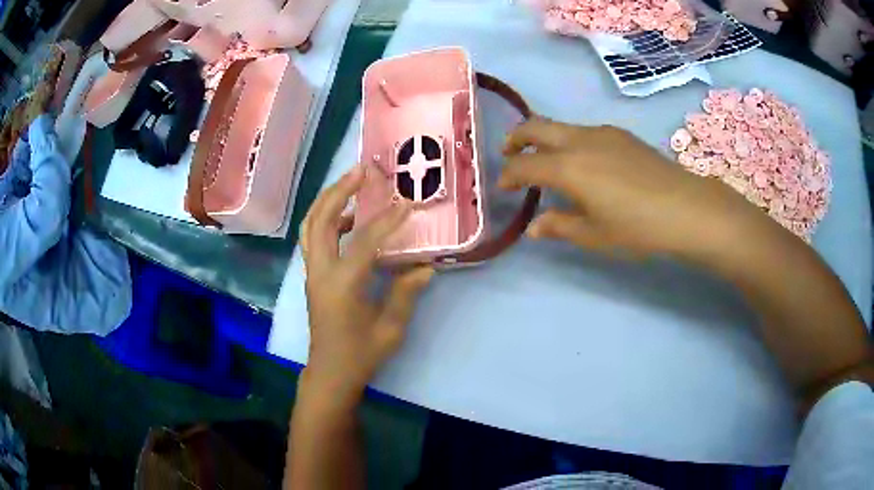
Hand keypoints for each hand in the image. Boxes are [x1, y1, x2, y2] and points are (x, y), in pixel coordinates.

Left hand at [300, 165, 433, 405]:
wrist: (330, 373)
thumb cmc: (361, 355)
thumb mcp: (390, 329)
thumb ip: (405, 293)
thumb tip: (425, 266)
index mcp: (341, 286)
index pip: (363, 242)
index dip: (386, 220)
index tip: (406, 202)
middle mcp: (320, 273)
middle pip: (321, 220)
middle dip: (340, 191)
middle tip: (361, 170)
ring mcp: (312, 273)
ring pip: (310, 226)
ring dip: (327, 200)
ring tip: (350, 184)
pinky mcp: (312, 276)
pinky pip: (312, 239)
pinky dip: (324, 219)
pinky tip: (346, 219)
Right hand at [499, 118, 762, 260]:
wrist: (686, 208)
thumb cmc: (637, 227)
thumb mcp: (594, 234)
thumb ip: (559, 226)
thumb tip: (534, 226)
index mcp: (568, 167)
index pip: (524, 165)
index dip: (509, 175)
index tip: (504, 188)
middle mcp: (579, 140)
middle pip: (535, 126)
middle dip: (516, 138)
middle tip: (509, 155)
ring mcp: (602, 133)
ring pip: (560, 126)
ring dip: (544, 139)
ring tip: (547, 162)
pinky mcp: (620, 134)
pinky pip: (583, 131)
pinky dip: (569, 141)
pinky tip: (583, 162)